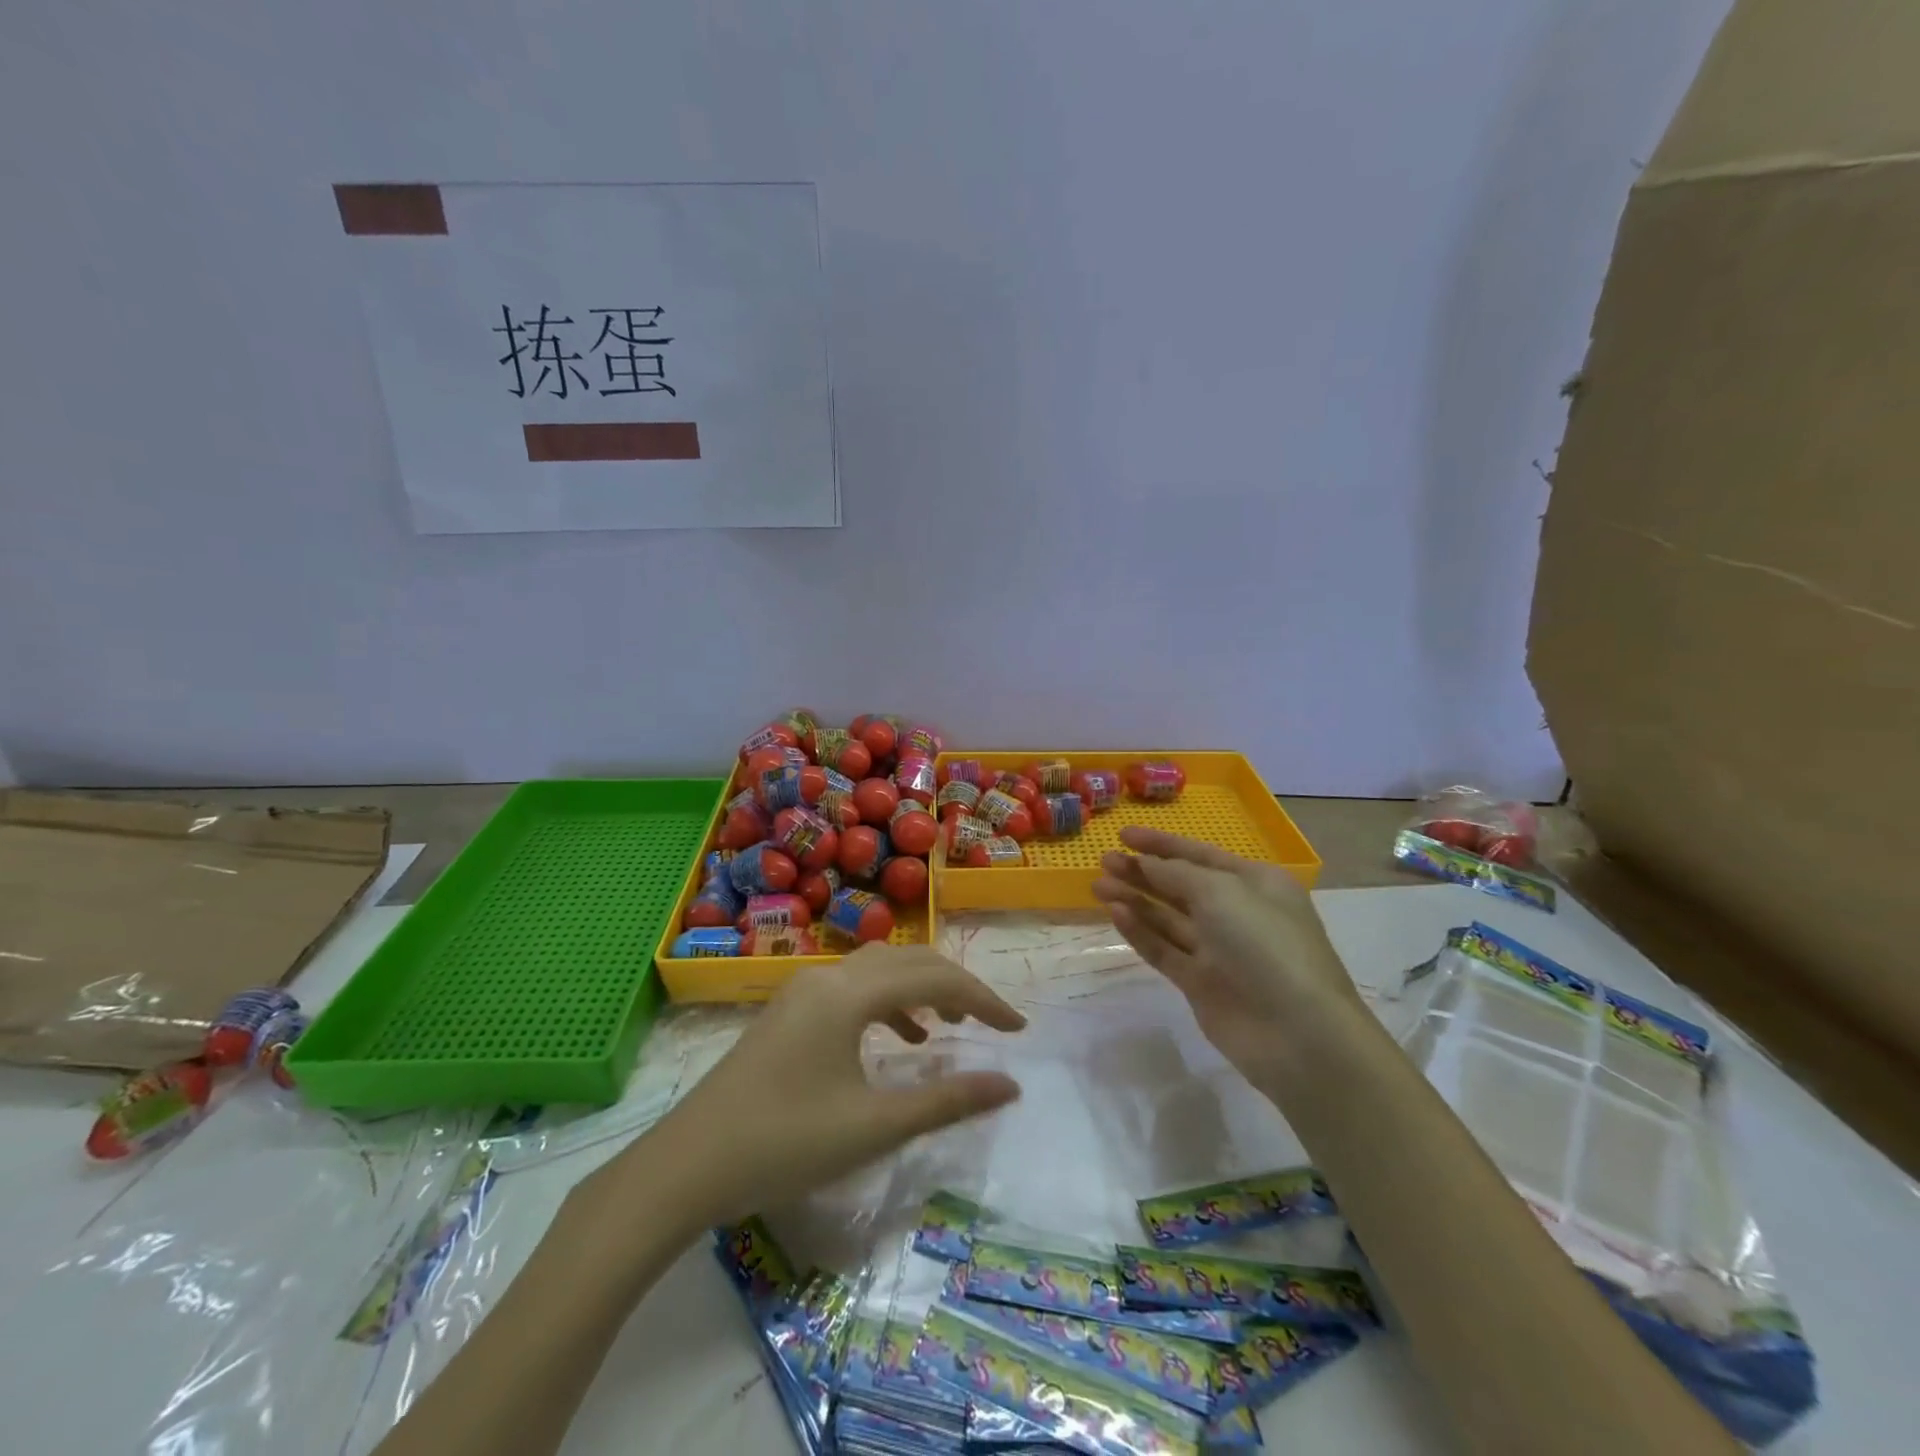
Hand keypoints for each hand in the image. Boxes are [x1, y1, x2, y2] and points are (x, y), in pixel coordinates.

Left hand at [603, 945, 1024, 1236]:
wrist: (685, 1166)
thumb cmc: (784, 1144)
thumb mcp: (873, 1126)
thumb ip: (946, 1100)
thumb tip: (1009, 1083)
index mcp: (849, 994)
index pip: (934, 978)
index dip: (982, 1000)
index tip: (1018, 1028)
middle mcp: (828, 977)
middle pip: (908, 961)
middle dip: (955, 986)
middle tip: (991, 1023)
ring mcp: (803, 991)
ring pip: (878, 971)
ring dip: (919, 990)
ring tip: (949, 1028)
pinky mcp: (788, 1012)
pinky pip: (852, 990)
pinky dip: (885, 1005)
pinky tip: (898, 1039)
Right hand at [1092, 827, 1360, 1081]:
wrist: (1297, 1034)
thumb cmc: (1265, 945)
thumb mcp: (1221, 893)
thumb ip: (1175, 874)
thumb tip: (1144, 862)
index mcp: (1254, 883)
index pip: (1199, 854)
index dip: (1161, 844)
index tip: (1122, 833)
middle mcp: (1237, 912)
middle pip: (1180, 885)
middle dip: (1142, 871)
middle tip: (1104, 860)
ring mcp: (1218, 950)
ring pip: (1167, 918)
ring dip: (1135, 899)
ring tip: (1097, 885)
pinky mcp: (1201, 984)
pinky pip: (1164, 949)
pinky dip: (1140, 931)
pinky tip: (1115, 913)